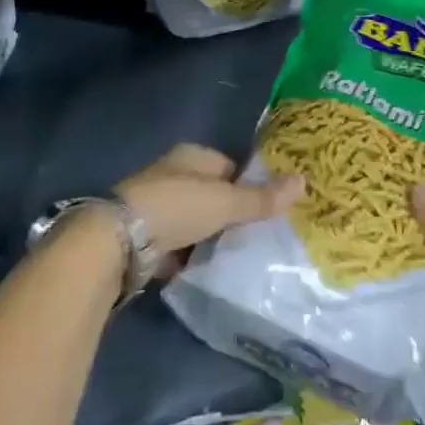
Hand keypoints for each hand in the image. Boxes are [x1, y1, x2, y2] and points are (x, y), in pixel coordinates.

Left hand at [116, 143, 303, 256]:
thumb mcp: (226, 202)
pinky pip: (177, 243)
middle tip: (254, 235)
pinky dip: (189, 254)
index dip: (248, 186)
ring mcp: (156, 205)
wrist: (120, 240)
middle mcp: (172, 174)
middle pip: (212, 194)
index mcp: (191, 156)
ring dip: (209, 236)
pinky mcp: (145, 235)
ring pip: (195, 220)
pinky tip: (206, 267)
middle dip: (229, 213)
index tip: (266, 209)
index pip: (230, 167)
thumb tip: (303, 181)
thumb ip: (262, 197)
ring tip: (235, 255)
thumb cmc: (177, 207)